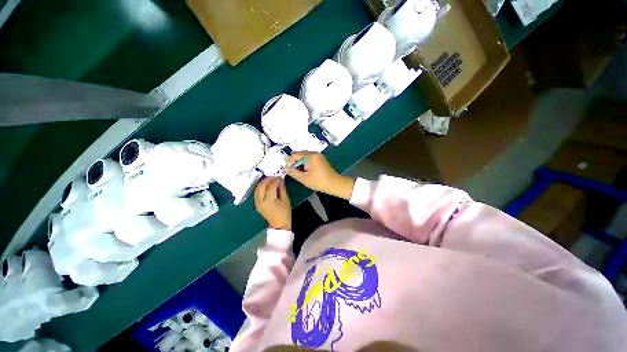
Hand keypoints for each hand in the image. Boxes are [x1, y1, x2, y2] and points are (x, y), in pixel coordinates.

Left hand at [255, 177, 291, 230]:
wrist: (279, 225)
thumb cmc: (284, 213)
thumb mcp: (285, 200)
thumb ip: (282, 188)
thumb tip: (280, 179)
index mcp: (268, 200)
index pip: (271, 185)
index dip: (276, 179)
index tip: (280, 176)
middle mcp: (260, 200)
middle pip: (261, 185)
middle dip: (268, 179)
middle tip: (275, 176)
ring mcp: (257, 202)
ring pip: (257, 188)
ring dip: (264, 182)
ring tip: (271, 179)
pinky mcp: (257, 203)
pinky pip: (257, 192)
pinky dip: (262, 187)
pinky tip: (268, 185)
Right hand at [286, 152, 354, 199]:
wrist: (334, 184)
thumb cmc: (318, 181)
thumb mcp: (303, 178)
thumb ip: (293, 172)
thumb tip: (285, 169)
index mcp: (310, 156)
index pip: (295, 155)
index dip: (289, 162)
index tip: (288, 170)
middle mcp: (315, 153)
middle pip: (300, 154)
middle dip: (295, 163)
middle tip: (293, 172)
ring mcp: (318, 156)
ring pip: (304, 157)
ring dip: (300, 164)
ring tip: (299, 173)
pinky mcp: (320, 160)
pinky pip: (310, 159)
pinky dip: (306, 164)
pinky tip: (305, 172)